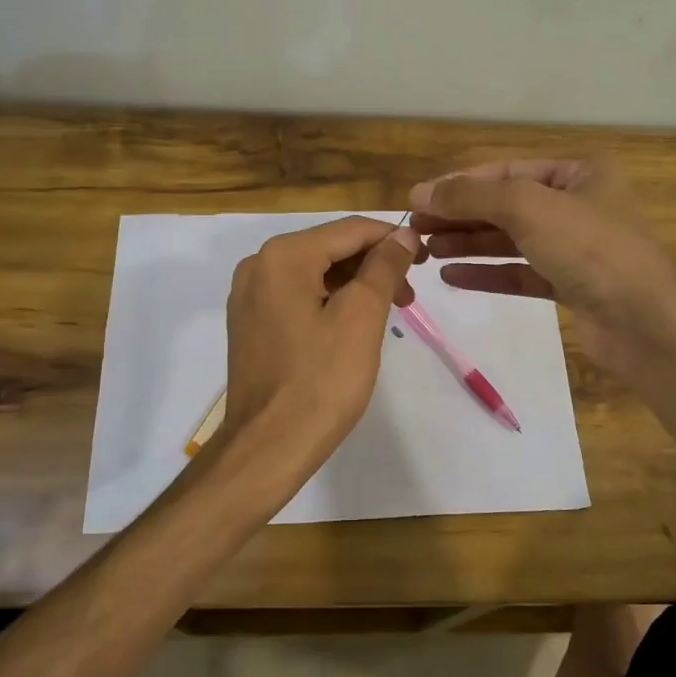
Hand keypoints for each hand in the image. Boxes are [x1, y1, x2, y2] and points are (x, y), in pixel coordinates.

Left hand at [221, 216, 422, 475]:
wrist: (269, 446)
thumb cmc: (321, 381)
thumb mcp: (362, 317)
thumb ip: (384, 267)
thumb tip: (404, 235)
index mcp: (283, 256)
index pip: (349, 229)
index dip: (393, 239)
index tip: (426, 257)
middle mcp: (258, 265)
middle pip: (330, 249)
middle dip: (374, 265)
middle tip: (410, 294)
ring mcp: (249, 296)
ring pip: (315, 273)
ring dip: (355, 285)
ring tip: (389, 311)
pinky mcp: (250, 323)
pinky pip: (298, 296)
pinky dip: (330, 302)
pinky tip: (354, 325)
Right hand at [407, 159, 675, 378]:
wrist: (643, 321)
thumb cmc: (590, 248)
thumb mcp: (528, 207)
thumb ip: (472, 196)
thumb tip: (421, 192)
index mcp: (579, 173)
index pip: (506, 172)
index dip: (460, 184)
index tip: (417, 200)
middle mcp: (577, 205)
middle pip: (506, 206)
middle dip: (460, 216)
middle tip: (416, 229)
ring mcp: (574, 248)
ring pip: (510, 240)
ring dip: (468, 244)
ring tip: (426, 251)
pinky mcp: (569, 285)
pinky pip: (519, 273)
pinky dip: (486, 273)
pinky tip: (451, 277)